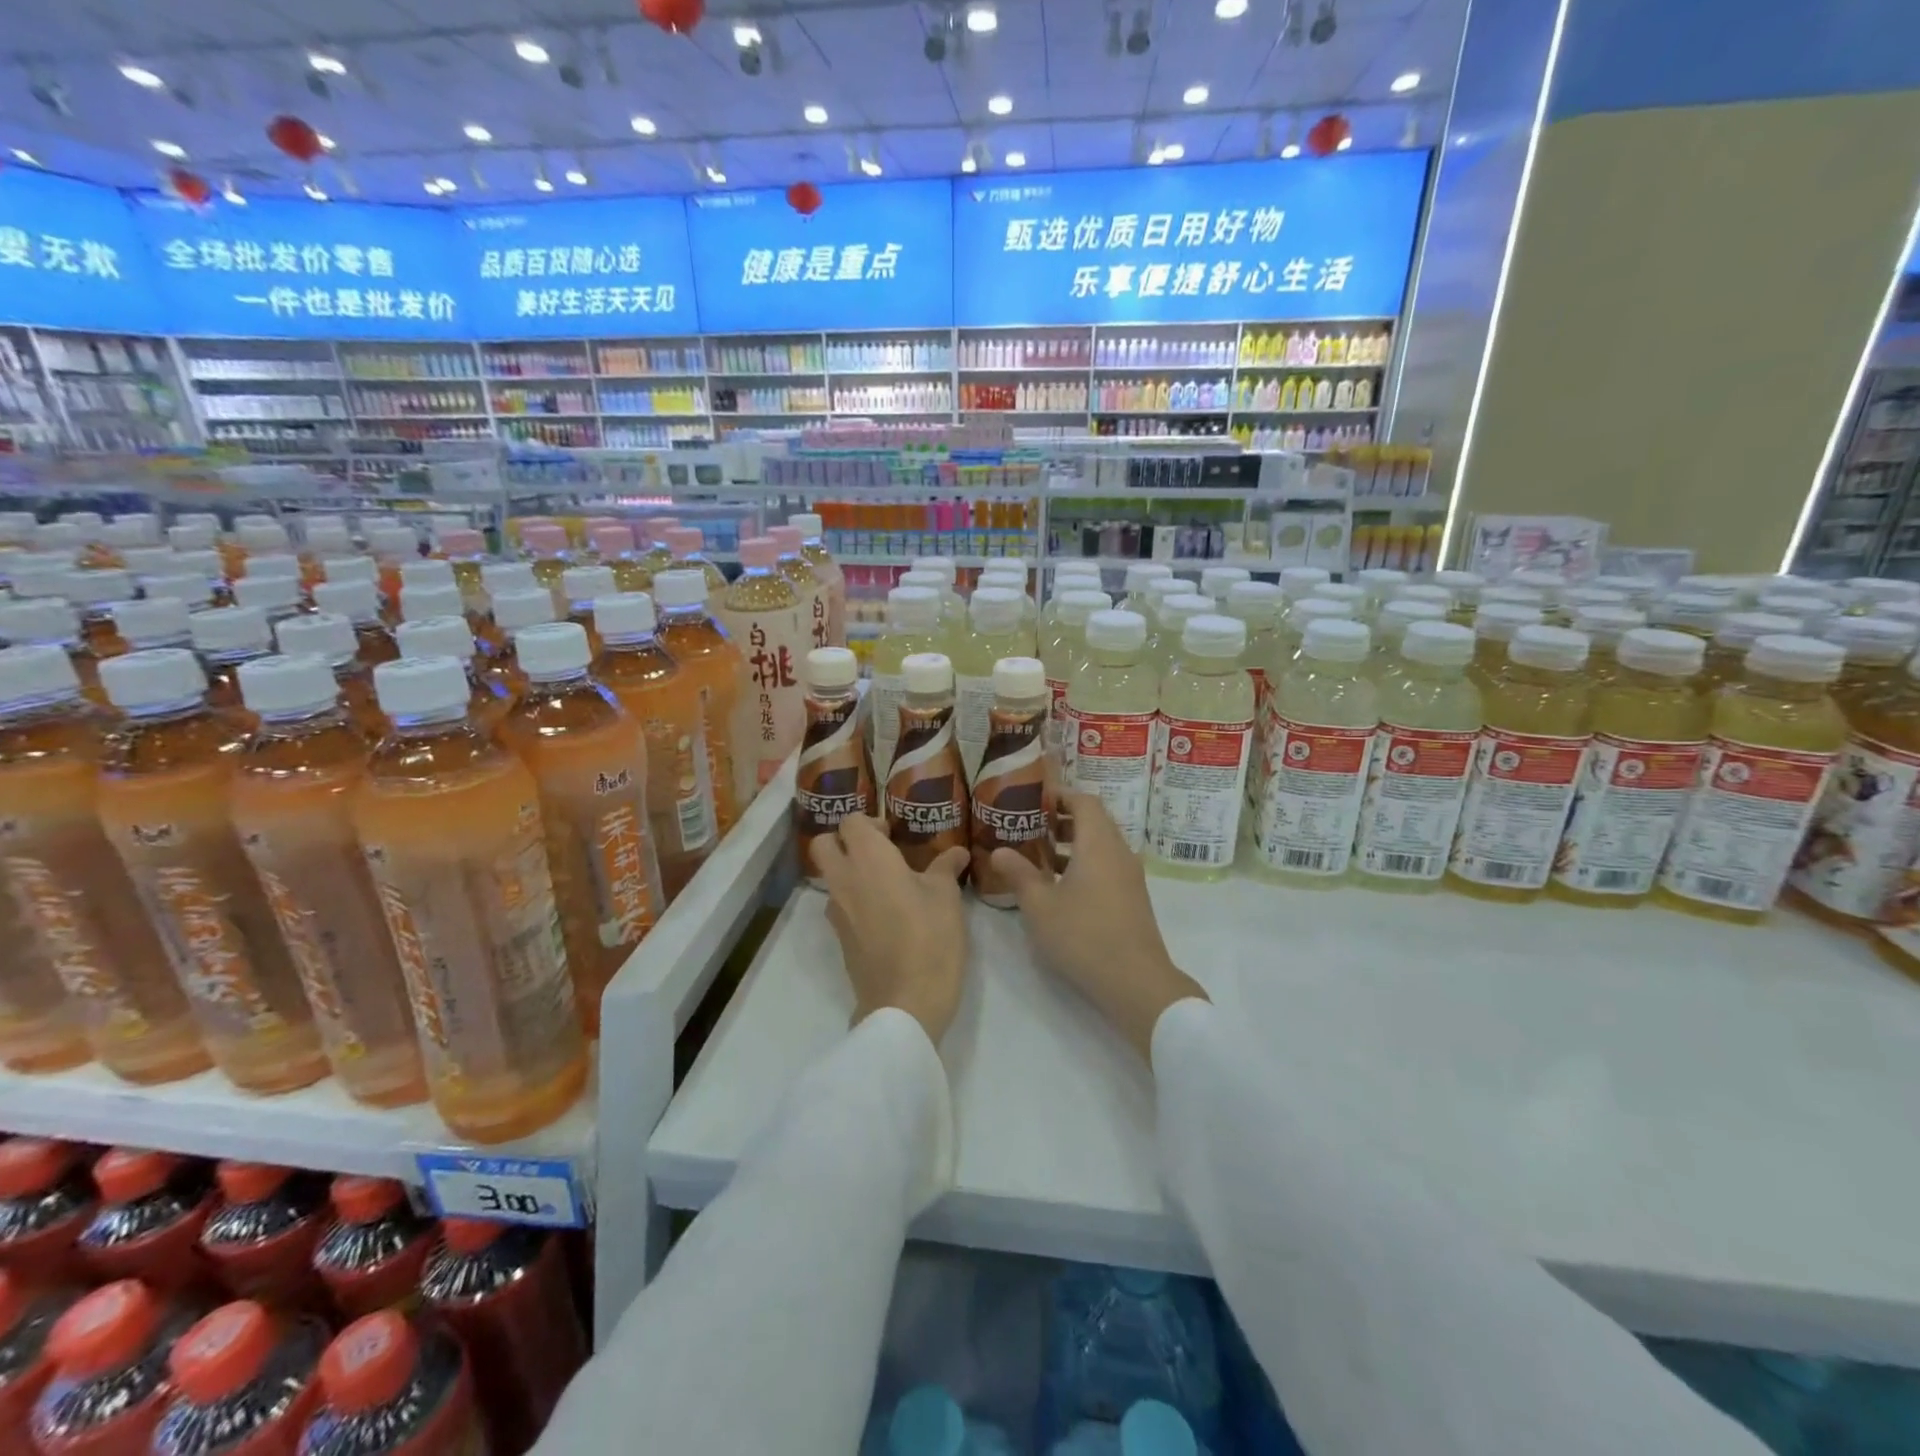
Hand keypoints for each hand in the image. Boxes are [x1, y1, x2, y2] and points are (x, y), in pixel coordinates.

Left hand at [809, 813, 970, 1044]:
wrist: (904, 1004)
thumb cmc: (930, 938)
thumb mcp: (946, 898)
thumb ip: (946, 868)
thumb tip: (957, 852)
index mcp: (868, 858)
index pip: (851, 821)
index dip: (871, 822)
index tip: (894, 835)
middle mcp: (843, 879)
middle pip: (824, 844)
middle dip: (844, 841)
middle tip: (879, 852)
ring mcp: (836, 911)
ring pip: (830, 877)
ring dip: (849, 872)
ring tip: (888, 885)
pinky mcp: (839, 938)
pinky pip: (840, 905)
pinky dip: (855, 901)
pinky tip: (886, 914)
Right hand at [990, 792, 1207, 1061]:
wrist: (1136, 982)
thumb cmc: (1084, 936)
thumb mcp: (1040, 905)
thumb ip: (1019, 874)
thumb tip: (998, 850)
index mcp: (1098, 844)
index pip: (1084, 802)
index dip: (1060, 795)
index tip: (1034, 797)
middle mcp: (1119, 852)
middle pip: (1094, 821)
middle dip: (1062, 818)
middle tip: (1030, 823)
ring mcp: (1129, 876)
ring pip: (1100, 845)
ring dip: (1072, 843)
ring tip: (1039, 853)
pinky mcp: (1132, 898)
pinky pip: (1106, 865)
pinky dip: (1083, 862)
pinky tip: (1059, 885)